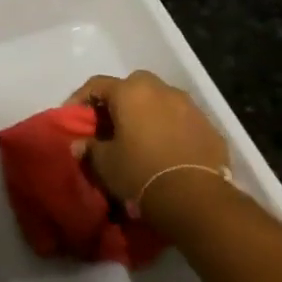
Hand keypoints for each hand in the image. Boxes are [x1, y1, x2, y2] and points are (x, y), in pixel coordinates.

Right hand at [69, 71, 230, 213]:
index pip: (97, 85)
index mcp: (130, 92)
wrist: (195, 197)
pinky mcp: (209, 126)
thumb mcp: (105, 163)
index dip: (80, 99)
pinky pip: (182, 120)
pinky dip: (171, 128)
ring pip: (161, 100)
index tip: (72, 117)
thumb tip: (80, 145)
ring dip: (148, 112)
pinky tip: (165, 150)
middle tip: (110, 123)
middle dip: (119, 100)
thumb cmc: (140, 172)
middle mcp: (161, 90)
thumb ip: (90, 148)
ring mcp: (189, 106)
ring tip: (140, 136)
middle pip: (133, 85)